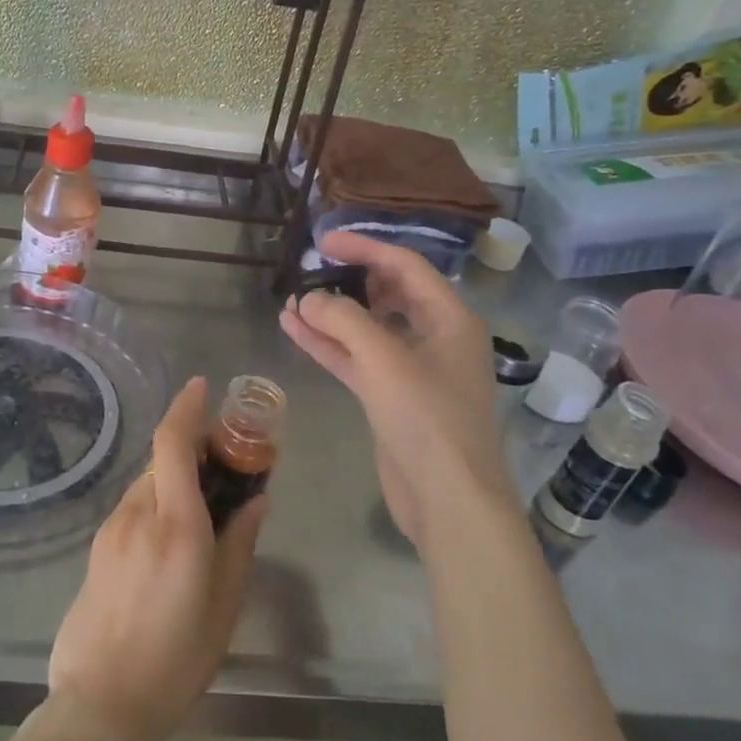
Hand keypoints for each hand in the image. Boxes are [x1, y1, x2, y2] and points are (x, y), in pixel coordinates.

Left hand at [47, 377, 267, 740]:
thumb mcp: (224, 606)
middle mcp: (138, 514)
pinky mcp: (97, 547)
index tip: (203, 386)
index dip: (187, 407)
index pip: (174, 443)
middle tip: (226, 462)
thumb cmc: (175, 660)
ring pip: (148, 482)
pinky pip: (134, 506)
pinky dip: (158, 500)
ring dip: (175, 476)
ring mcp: (111, 529)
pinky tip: (174, 537)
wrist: (99, 704)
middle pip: (163, 458)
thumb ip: (240, 542)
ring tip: (205, 505)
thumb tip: (255, 499)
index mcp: (175, 525)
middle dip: (192, 446)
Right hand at [279, 231, 505, 543]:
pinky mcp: (392, 398)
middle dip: (347, 281)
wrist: (448, 499)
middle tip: (309, 271)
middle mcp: (435, 337)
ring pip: (367, 329)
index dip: (364, 248)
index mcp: (450, 318)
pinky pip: (357, 359)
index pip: (404, 265)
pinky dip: (329, 345)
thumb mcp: (384, 359)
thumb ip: (342, 319)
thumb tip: (308, 297)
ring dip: (331, 315)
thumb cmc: (427, 419)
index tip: (323, 242)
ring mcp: (413, 370)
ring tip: (291, 301)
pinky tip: (294, 329)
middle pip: (388, 294)